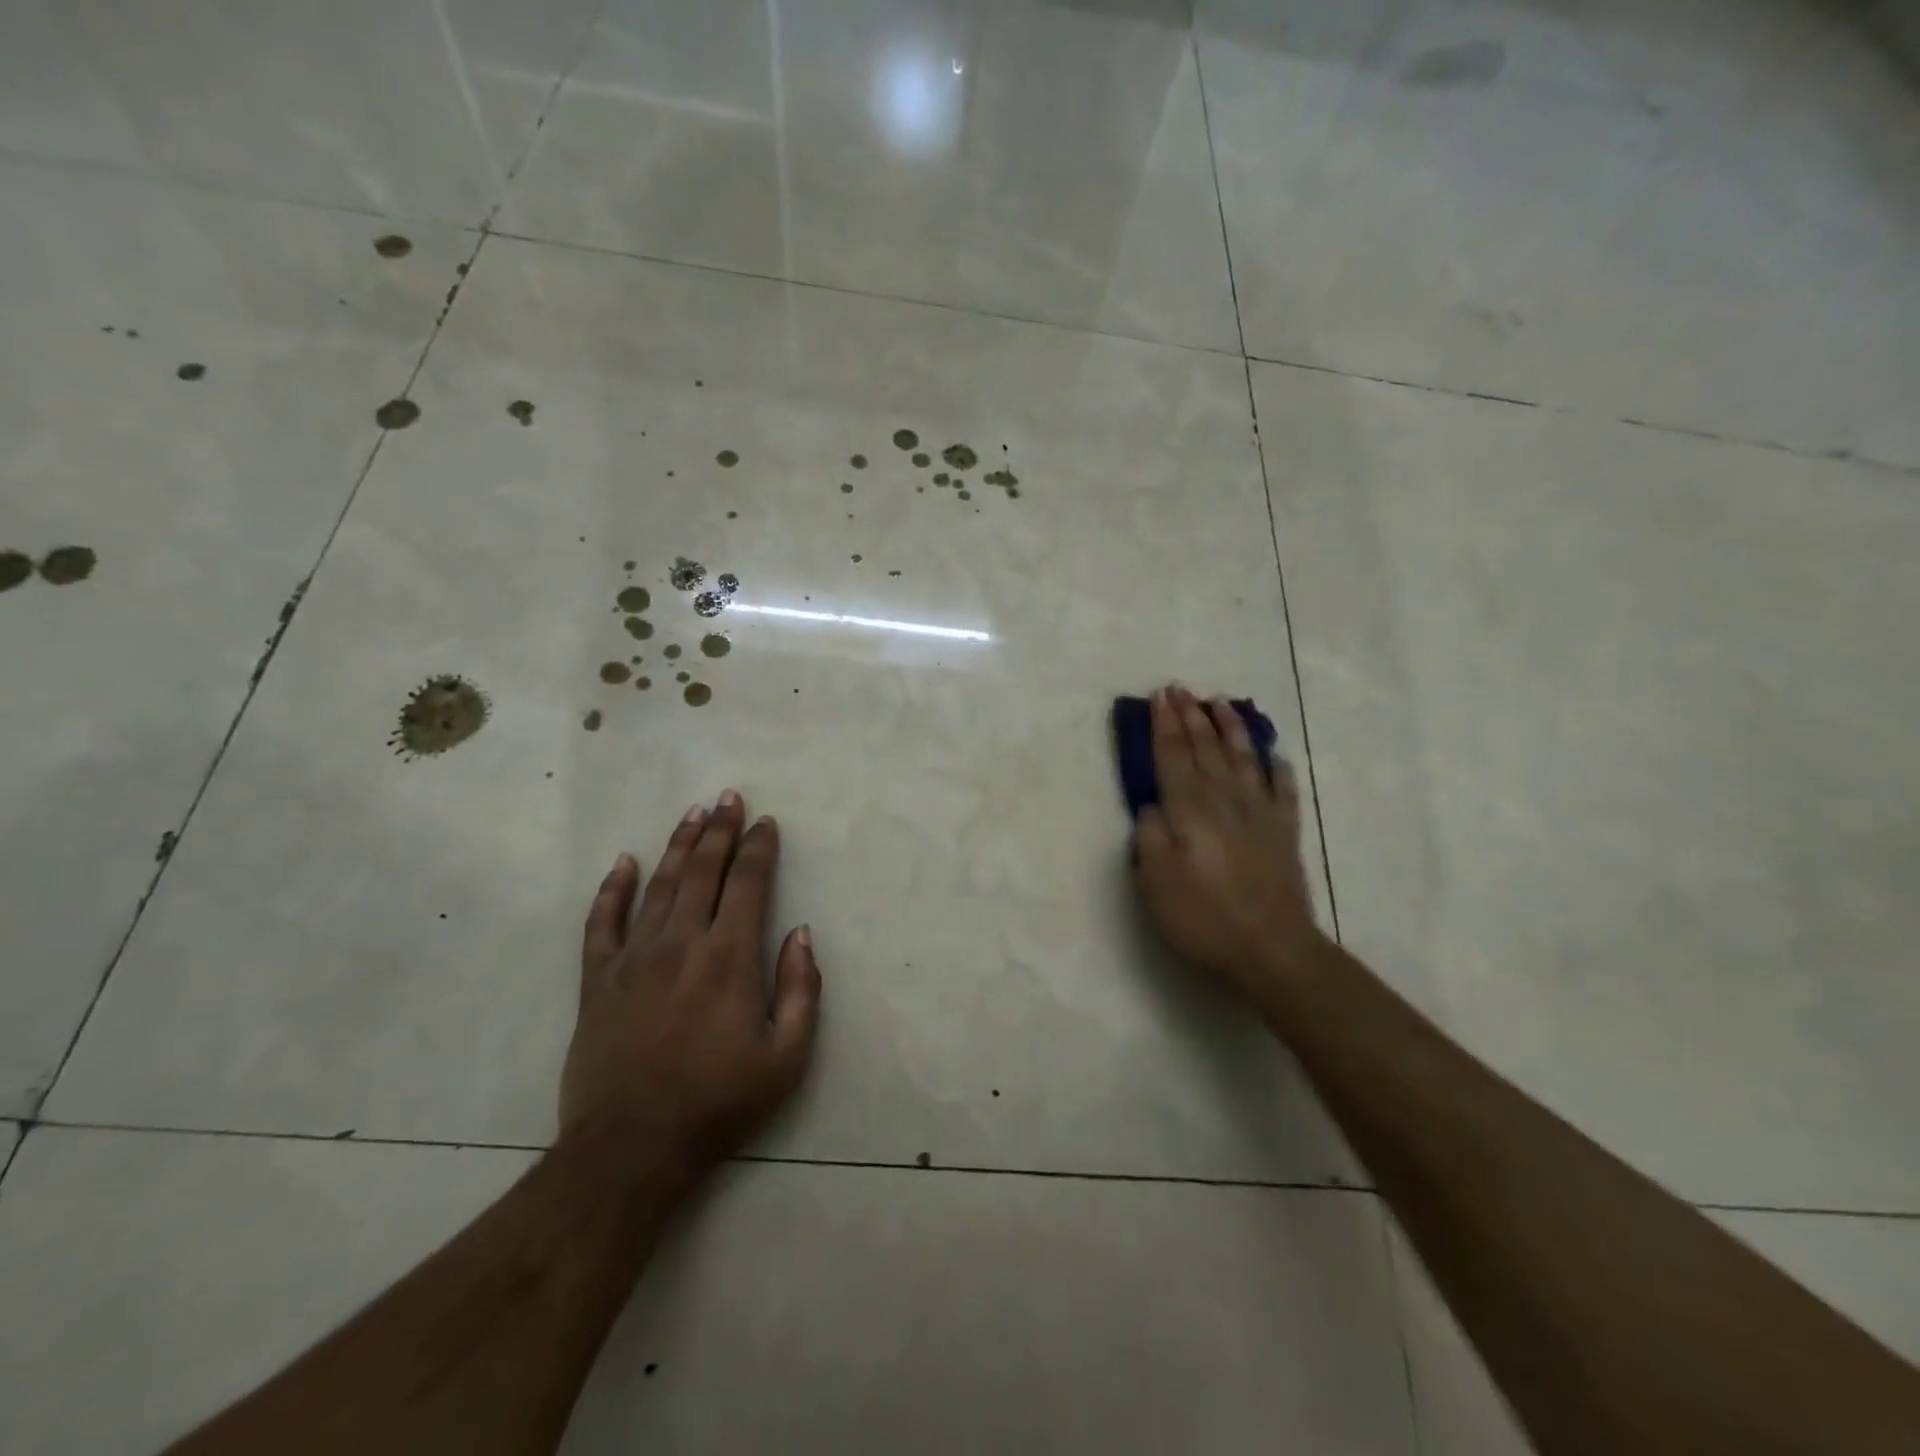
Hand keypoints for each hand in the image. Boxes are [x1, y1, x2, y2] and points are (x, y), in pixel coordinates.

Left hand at [559, 791, 820, 1181]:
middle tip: (729, 798)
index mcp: (730, 957)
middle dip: (720, 831)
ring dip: (678, 845)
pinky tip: (624, 862)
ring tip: (694, 814)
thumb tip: (801, 933)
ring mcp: (634, 958)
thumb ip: (802, 988)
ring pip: (659, 885)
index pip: (749, 884)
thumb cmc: (719, 1102)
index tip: (767, 822)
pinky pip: (602, 922)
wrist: (631, 1148)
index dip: (759, 848)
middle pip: (703, 871)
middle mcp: (682, 943)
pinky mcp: (598, 980)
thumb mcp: (787, 1056)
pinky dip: (612, 889)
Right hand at [1131, 686, 1325, 1000]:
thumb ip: (1150, 835)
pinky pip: (1282, 790)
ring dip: (1231, 728)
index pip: (1173, 755)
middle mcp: (1225, 800)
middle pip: (1206, 748)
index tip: (1159, 696)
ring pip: (1243, 758)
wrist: (1271, 950)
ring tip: (1221, 702)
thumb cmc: (1203, 917)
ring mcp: (1260, 814)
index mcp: (1189, 809)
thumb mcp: (1155, 880)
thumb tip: (1154, 805)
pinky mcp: (1285, 833)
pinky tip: (1273, 755)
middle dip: (1191, 716)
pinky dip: (1277, 769)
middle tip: (1181, 688)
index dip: (1164, 724)